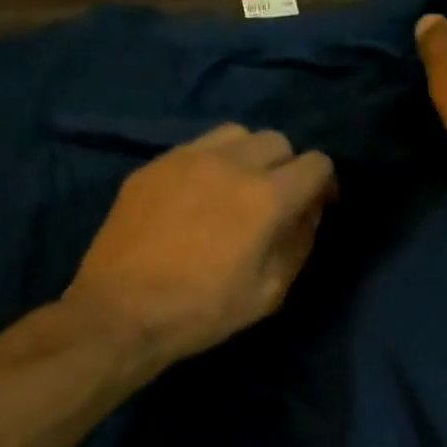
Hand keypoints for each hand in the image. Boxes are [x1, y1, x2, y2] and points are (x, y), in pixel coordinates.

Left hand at [65, 124, 335, 361]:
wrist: (121, 312)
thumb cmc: (202, 311)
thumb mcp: (269, 293)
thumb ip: (298, 244)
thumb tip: (308, 214)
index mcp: (266, 197)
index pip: (317, 164)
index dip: (325, 185)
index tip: (316, 207)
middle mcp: (231, 163)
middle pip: (278, 141)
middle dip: (287, 168)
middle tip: (275, 202)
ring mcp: (187, 158)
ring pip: (237, 134)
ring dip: (250, 157)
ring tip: (237, 189)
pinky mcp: (153, 165)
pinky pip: (197, 147)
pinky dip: (211, 163)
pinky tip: (198, 197)